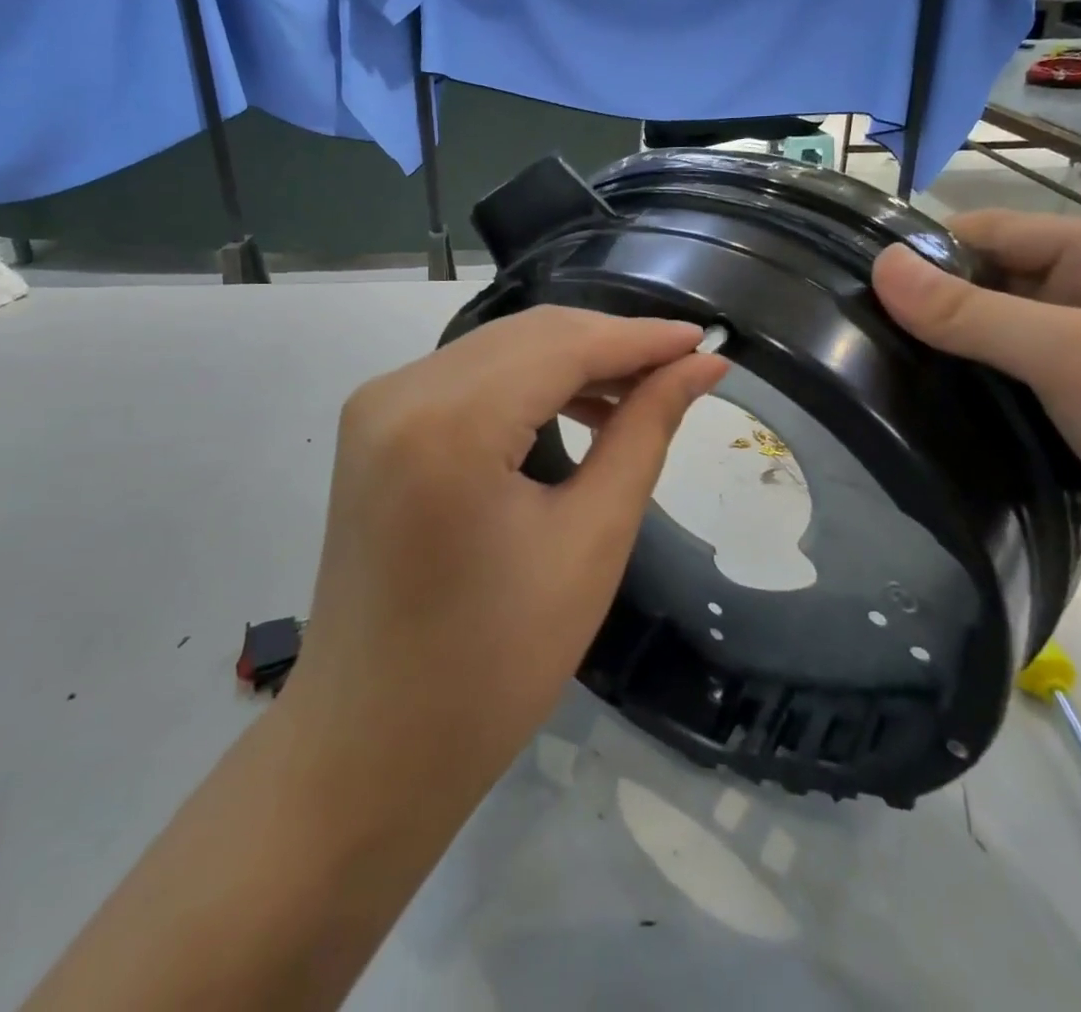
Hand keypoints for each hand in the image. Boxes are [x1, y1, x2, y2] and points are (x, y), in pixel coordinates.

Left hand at [282, 306, 726, 794]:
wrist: (372, 744)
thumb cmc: (494, 665)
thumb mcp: (590, 542)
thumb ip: (644, 433)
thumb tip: (700, 367)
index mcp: (448, 422)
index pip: (563, 345)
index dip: (641, 338)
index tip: (708, 340)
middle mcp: (400, 391)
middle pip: (528, 336)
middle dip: (610, 345)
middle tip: (683, 369)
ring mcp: (377, 404)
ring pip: (499, 350)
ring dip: (571, 361)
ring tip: (640, 393)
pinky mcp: (375, 425)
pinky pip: (468, 378)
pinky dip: (527, 382)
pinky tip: (577, 407)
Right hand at [872, 211, 1080, 594]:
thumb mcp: (1070, 353)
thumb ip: (969, 311)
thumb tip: (879, 265)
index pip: (995, 229)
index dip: (930, 250)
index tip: (861, 284)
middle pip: (991, 280)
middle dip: (932, 304)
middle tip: (861, 334)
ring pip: (994, 334)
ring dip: (946, 349)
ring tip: (879, 368)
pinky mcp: (1080, 408)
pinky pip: (1007, 379)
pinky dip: (968, 386)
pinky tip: (924, 404)